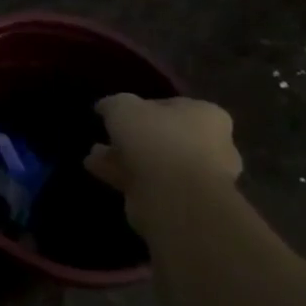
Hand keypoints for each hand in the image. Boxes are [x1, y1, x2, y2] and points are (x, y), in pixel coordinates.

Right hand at [85, 94, 241, 236]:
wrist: (175, 197)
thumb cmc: (156, 139)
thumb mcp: (122, 107)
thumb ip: (113, 104)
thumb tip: (107, 107)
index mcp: (206, 115)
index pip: (171, 105)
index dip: (141, 107)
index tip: (118, 113)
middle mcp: (211, 145)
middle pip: (164, 136)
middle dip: (132, 137)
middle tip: (106, 136)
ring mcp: (199, 176)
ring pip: (155, 162)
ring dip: (124, 158)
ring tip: (94, 155)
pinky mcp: (184, 201)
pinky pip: (149, 182)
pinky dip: (125, 176)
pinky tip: (98, 171)